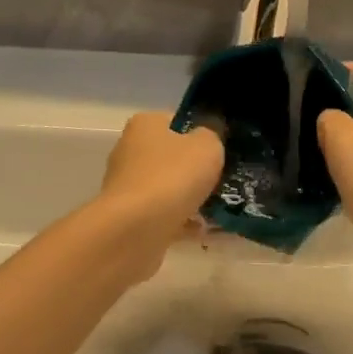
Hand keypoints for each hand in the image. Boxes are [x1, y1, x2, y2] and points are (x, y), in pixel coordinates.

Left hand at [83, 112, 223, 280]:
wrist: (135, 231)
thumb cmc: (172, 177)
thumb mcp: (207, 146)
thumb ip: (212, 136)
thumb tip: (208, 139)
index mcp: (145, 125)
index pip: (177, 122)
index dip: (201, 133)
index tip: (222, 150)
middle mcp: (130, 151)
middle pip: (173, 157)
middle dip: (197, 171)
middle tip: (224, 181)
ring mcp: (128, 186)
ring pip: (169, 188)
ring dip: (192, 199)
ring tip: (220, 211)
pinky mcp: (129, 217)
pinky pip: (164, 215)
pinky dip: (183, 222)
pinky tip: (205, 231)